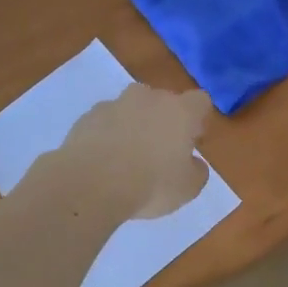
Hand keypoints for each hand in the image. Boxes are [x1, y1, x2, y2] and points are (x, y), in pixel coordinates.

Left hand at [51, 84, 210, 219]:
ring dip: (133, 125)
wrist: (91, 184)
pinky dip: (107, 135)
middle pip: (163, 101)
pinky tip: (103, 161)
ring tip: (127, 157)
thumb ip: (197, 171)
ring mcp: (115, 104)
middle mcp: (149, 98)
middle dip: (164, 121)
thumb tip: (193, 163)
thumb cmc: (150, 185)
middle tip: (160, 151)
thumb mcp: (188, 188)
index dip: (198, 119)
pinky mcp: (88, 116)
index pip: (200, 101)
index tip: (192, 141)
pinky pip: (105, 121)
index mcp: (180, 111)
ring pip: (131, 109)